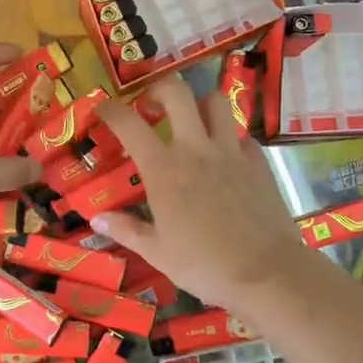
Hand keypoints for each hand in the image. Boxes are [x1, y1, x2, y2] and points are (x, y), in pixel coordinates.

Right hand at [88, 76, 313, 314]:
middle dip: (159, 89)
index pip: (128, 123)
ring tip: (193, 124)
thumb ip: (126, 230)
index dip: (110, 109)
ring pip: (216, 102)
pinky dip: (231, 140)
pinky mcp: (258, 162)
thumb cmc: (204, 265)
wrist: (266, 273)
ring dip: (200, 106)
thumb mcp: (156, 253)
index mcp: (163, 169)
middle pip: (177, 92)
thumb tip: (97, 217)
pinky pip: (242, 136)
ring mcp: (231, 151)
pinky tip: (227, 160)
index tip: (102, 108)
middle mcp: (195, 148)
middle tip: (152, 106)